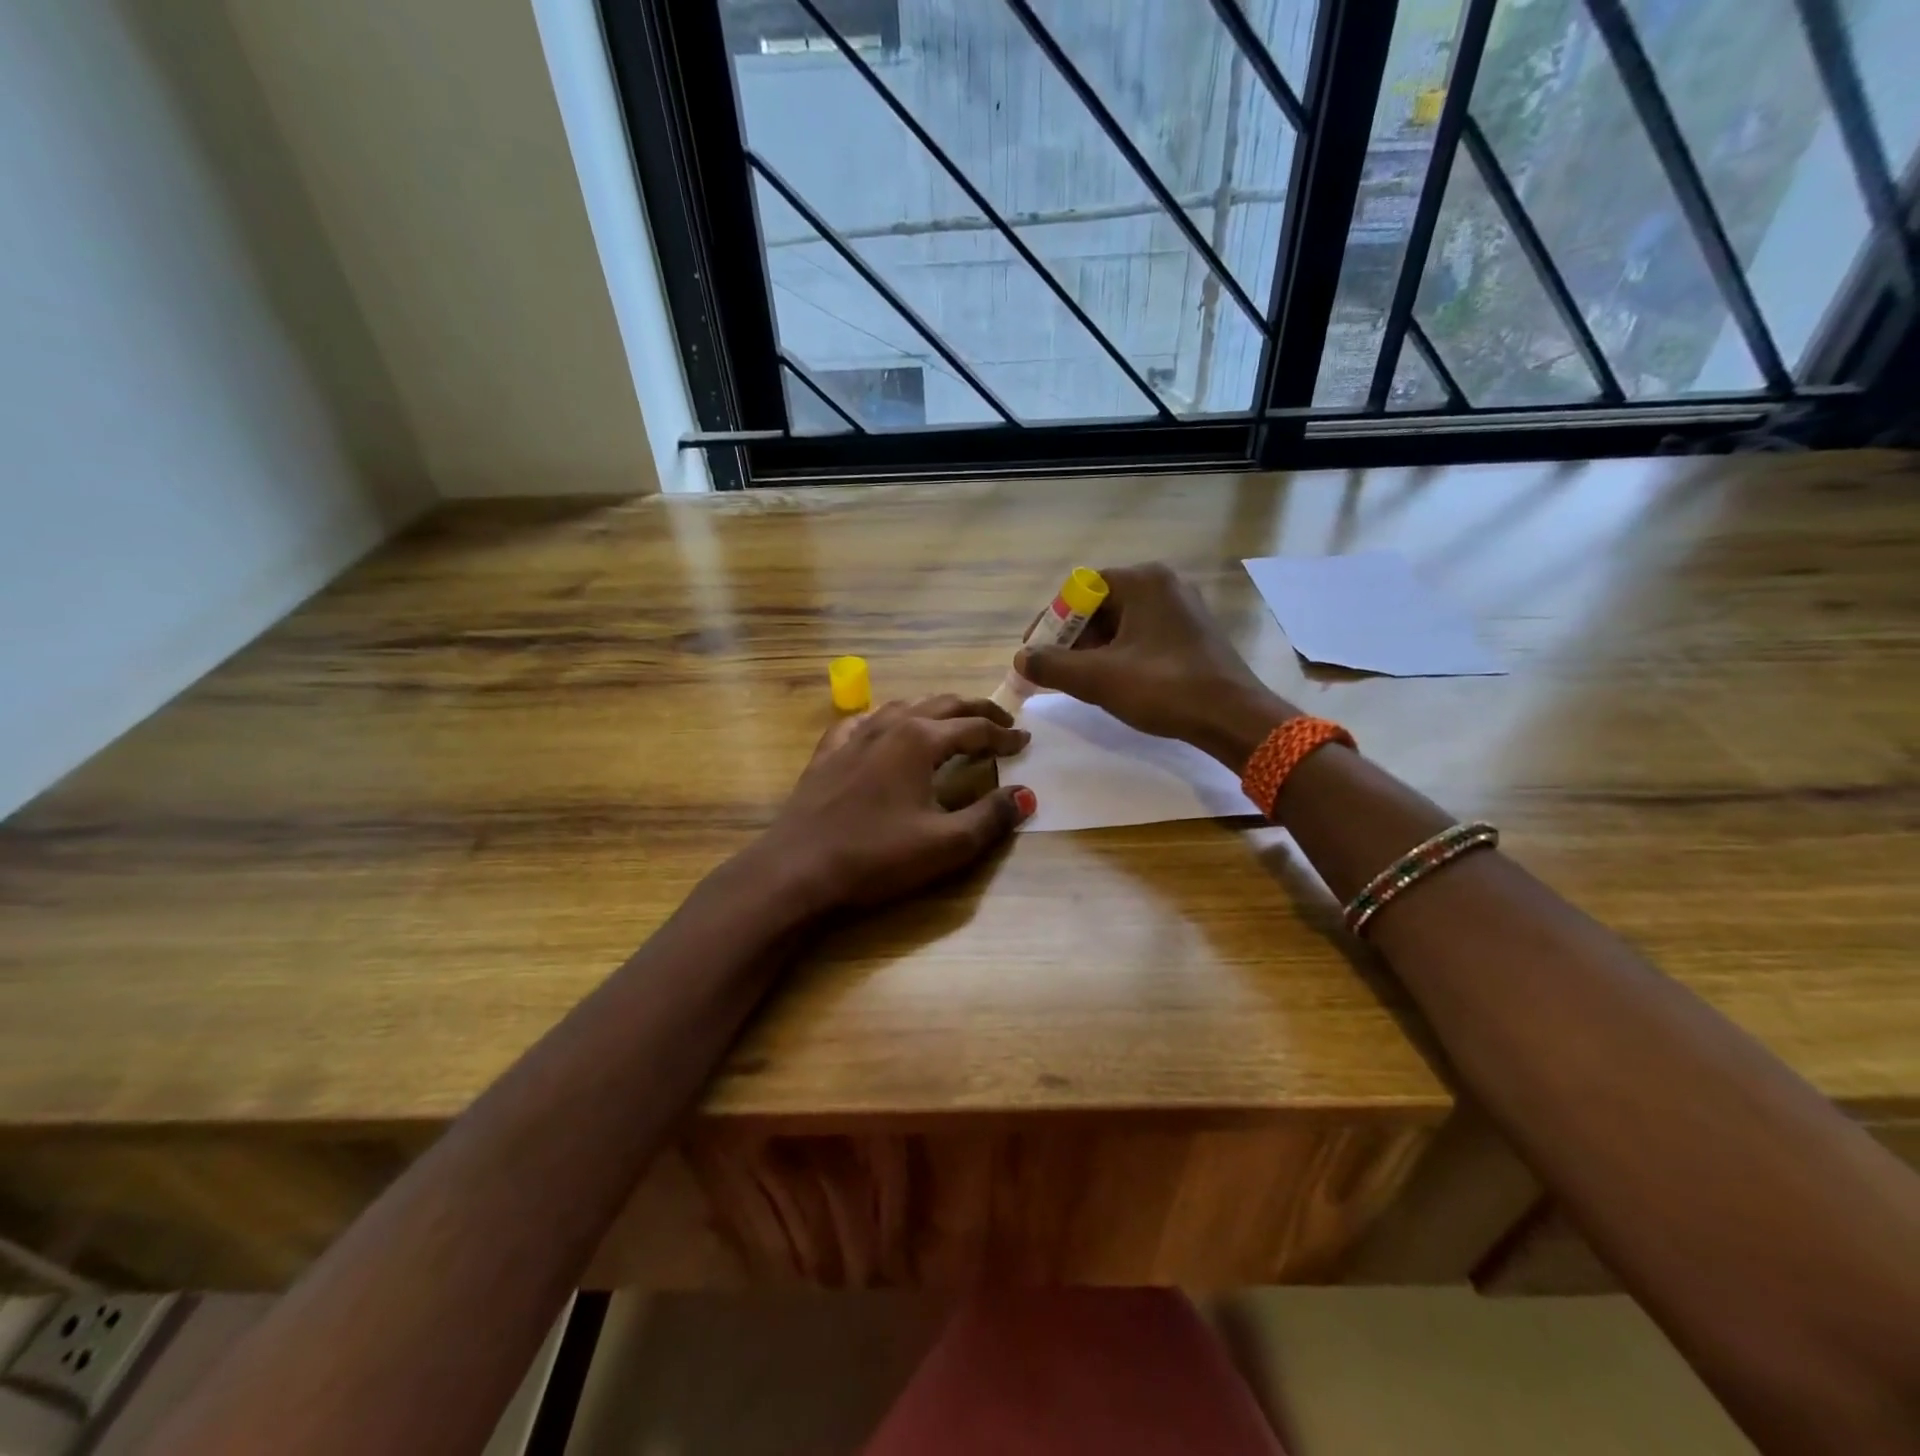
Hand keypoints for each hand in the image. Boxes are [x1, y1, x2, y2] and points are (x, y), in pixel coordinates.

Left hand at [758, 695, 1035, 915]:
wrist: (798, 869)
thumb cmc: (877, 856)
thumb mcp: (946, 844)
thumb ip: (991, 817)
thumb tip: (1026, 794)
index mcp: (921, 740)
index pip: (975, 728)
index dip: (1004, 735)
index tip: (1026, 741)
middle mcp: (890, 726)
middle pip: (943, 705)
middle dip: (977, 711)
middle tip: (1002, 722)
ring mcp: (854, 736)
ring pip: (904, 707)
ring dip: (935, 710)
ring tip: (952, 723)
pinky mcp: (828, 753)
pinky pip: (863, 721)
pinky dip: (887, 720)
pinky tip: (884, 729)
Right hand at [1015, 562, 1296, 770]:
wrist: (1233, 717)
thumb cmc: (1164, 688)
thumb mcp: (1099, 679)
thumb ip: (1053, 665)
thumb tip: (1021, 658)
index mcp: (1142, 581)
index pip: (1079, 589)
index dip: (1050, 621)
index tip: (1034, 653)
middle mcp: (1164, 584)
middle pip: (1099, 605)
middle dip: (1071, 638)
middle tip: (1054, 671)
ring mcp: (1182, 608)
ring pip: (1121, 623)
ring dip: (1094, 650)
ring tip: (1080, 682)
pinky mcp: (1192, 633)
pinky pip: (1142, 635)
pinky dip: (1119, 655)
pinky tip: (1113, 683)